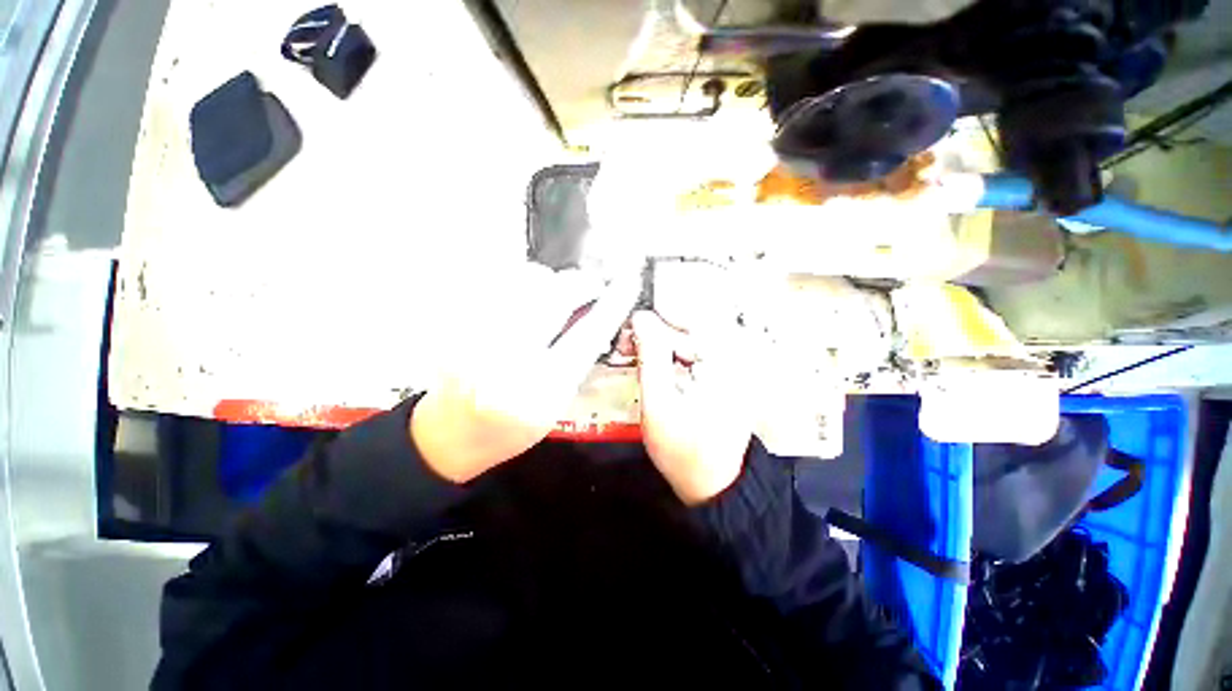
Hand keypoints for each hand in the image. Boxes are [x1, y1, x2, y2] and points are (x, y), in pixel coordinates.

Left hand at [412, 263, 637, 482]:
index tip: (626, 284)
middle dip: (580, 283)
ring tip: (553, 294)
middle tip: (589, 286)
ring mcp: (471, 334)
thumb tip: (594, 314)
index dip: (611, 306)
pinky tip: (523, 296)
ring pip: (523, 278)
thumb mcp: (555, 405)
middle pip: (554, 295)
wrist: (446, 434)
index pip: (586, 336)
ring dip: (549, 280)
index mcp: (539, 391)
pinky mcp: (451, 320)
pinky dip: (519, 280)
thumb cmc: (509, 427)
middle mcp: (505, 359)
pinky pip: (495, 279)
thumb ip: (576, 361)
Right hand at [632, 310, 755, 504]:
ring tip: (633, 352)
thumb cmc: (683, 451)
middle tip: (627, 342)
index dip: (660, 314)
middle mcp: (734, 359)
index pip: (693, 316)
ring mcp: (731, 368)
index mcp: (725, 363)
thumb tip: (641, 318)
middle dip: (655, 331)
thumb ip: (650, 356)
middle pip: (691, 327)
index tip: (633, 321)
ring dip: (660, 343)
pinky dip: (670, 355)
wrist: (711, 485)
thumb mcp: (659, 403)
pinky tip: (651, 363)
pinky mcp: (723, 376)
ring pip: (691, 339)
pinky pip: (694, 354)